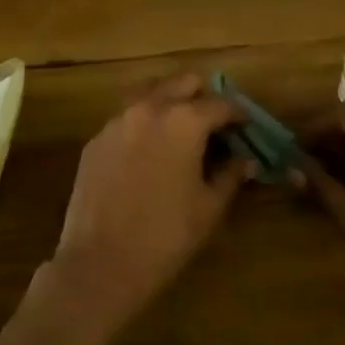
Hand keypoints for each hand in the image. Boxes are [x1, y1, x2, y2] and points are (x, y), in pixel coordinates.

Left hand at [29, 75, 251, 344]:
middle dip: (203, 97)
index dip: (238, 114)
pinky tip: (149, 152)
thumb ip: (230, 176)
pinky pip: (127, 118)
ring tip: (182, 132)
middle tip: (214, 124)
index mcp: (184, 120)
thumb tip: (247, 161)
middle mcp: (150, 107)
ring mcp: (118, 120)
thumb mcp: (208, 208)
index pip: (220, 104)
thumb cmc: (165, 236)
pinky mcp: (97, 138)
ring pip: (151, 93)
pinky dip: (144, 124)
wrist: (100, 262)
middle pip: (183, 83)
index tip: (246, 127)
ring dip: (171, 103)